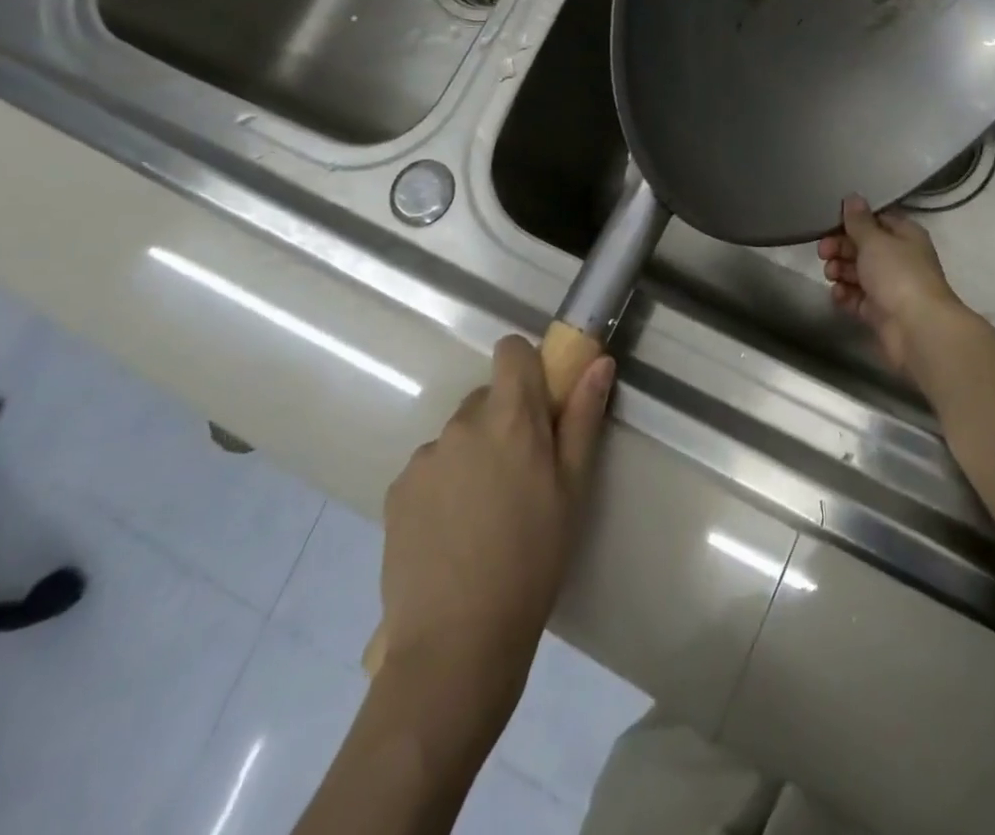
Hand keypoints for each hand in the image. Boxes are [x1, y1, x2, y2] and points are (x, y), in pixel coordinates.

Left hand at [378, 337, 613, 725]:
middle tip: (522, 476)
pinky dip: (445, 486)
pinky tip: (454, 534)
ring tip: (485, 515)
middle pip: (487, 397)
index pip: (511, 351)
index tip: (542, 404)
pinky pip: (430, 469)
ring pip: (458, 436)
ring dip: (474, 455)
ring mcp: (424, 457)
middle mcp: (461, 424)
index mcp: (509, 417)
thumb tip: (599, 361)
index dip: (528, 367)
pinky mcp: (396, 492)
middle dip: (506, 421)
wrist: (456, 643)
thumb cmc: (533, 558)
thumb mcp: (573, 488)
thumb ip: (583, 417)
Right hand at [818, 194, 966, 380]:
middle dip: (841, 247)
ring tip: (831, 275)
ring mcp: (890, 287)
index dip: (853, 220)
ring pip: (858, 272)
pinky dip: (845, 295)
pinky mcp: (879, 312)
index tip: (830, 223)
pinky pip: (857, 298)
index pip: (876, 220)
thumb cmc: (898, 275)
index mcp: (905, 236)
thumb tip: (852, 197)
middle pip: (863, 246)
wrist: (917, 329)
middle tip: (824, 252)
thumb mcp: (875, 240)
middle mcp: (899, 259)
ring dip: (840, 270)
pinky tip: (838, 294)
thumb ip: (859, 220)